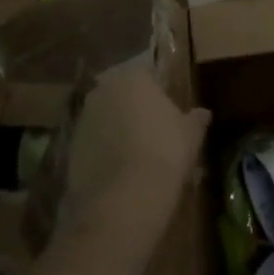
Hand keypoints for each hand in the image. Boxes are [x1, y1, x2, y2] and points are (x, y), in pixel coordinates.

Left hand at [59, 67, 209, 246]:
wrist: (123, 198)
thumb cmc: (165, 153)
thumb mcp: (191, 135)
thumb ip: (196, 119)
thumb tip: (203, 113)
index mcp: (134, 78)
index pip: (149, 75)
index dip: (160, 94)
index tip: (170, 113)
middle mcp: (104, 90)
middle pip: (123, 95)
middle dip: (135, 109)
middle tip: (154, 133)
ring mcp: (83, 118)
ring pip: (105, 118)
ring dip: (117, 130)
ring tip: (136, 156)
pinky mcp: (69, 147)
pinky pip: (93, 143)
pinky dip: (103, 152)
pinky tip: (119, 172)